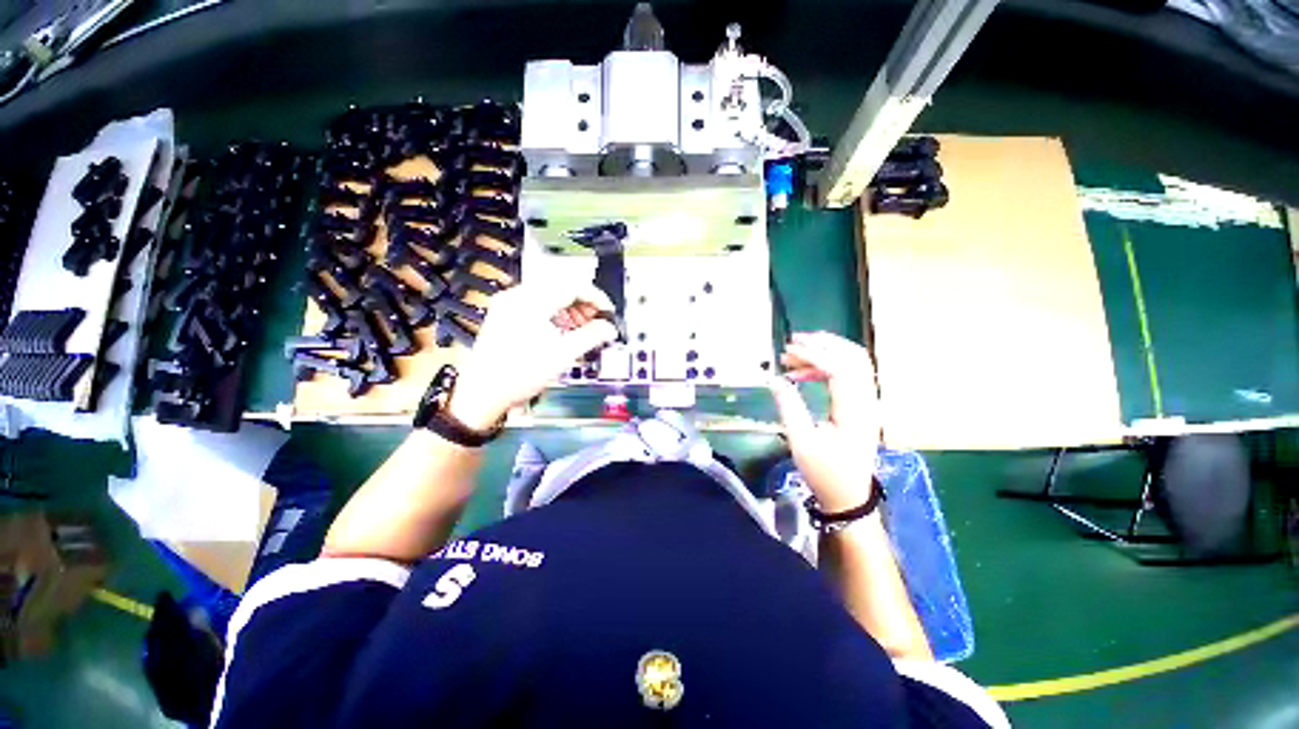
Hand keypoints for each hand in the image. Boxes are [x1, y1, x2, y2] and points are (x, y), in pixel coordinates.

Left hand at [447, 282, 618, 430]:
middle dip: (583, 305)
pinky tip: (562, 332)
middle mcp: (517, 296)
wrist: (483, 393)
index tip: (608, 313)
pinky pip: (537, 306)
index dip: (596, 298)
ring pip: (549, 296)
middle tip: (597, 323)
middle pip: (561, 289)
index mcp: (531, 301)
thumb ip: (591, 336)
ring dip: (570, 310)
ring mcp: (508, 304)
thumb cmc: (518, 375)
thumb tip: (609, 328)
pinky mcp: (505, 314)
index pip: (572, 286)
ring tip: (582, 330)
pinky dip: (555, 315)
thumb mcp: (563, 355)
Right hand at [768, 332, 881, 512]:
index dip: (813, 356)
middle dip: (823, 344)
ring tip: (794, 354)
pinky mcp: (861, 405)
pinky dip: (827, 366)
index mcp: (854, 413)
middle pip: (853, 358)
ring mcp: (867, 402)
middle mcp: (866, 402)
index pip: (839, 370)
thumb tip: (775, 379)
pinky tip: (803, 373)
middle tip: (793, 342)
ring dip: (826, 352)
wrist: (849, 495)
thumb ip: (789, 407)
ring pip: (853, 362)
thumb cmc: (825, 472)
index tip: (787, 351)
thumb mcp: (801, 442)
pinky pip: (849, 374)